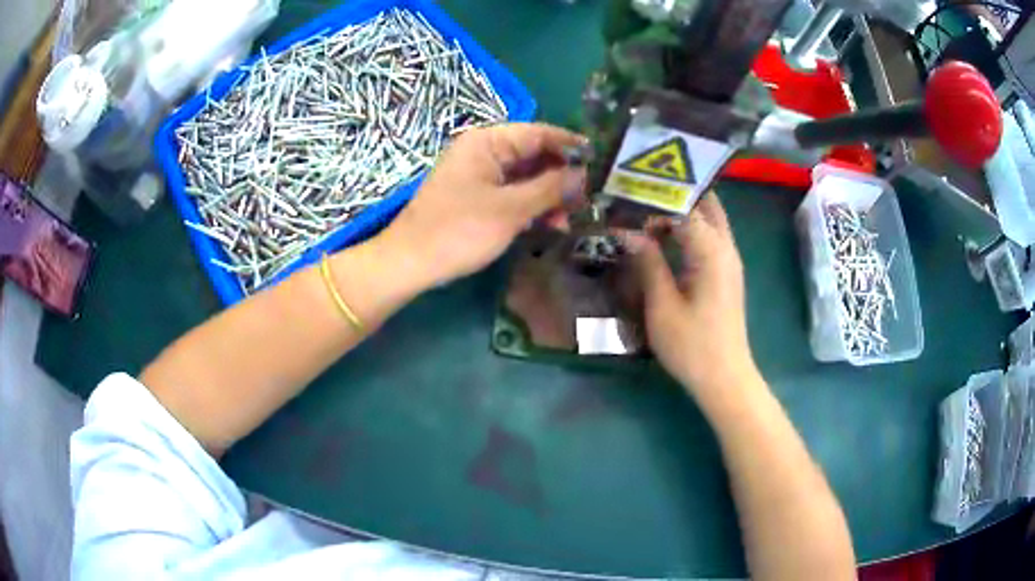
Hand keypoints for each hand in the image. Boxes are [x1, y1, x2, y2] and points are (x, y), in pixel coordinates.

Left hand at [377, 123, 586, 290]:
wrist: (411, 262)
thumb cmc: (460, 230)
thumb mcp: (511, 209)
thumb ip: (550, 188)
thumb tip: (584, 174)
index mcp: (487, 142)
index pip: (538, 133)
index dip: (570, 145)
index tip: (601, 160)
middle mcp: (484, 152)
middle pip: (533, 155)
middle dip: (562, 176)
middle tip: (590, 197)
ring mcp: (479, 175)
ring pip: (525, 177)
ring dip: (549, 195)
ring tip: (571, 218)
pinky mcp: (477, 197)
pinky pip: (512, 193)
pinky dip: (531, 206)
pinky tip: (550, 225)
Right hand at [624, 192, 757, 395]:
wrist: (724, 378)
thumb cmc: (692, 345)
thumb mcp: (663, 305)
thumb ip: (648, 261)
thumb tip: (627, 230)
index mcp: (712, 251)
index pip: (684, 206)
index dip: (654, 198)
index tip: (625, 195)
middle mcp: (726, 248)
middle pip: (705, 204)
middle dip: (674, 194)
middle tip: (640, 194)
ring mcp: (729, 260)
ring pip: (709, 219)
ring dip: (681, 210)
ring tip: (645, 210)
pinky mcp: (726, 273)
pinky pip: (709, 237)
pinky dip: (689, 228)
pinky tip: (664, 237)